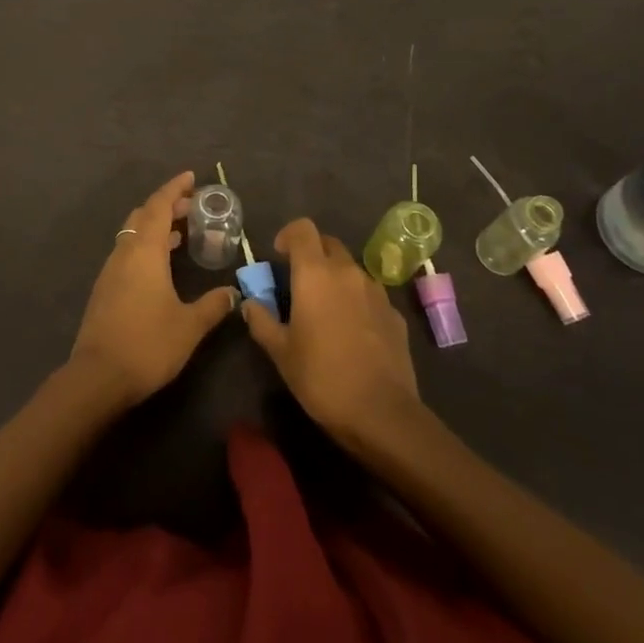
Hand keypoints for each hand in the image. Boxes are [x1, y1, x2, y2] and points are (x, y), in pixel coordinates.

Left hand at [70, 172, 238, 405]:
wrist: (98, 377)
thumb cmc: (148, 344)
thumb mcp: (189, 325)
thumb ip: (213, 305)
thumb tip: (233, 293)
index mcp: (145, 251)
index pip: (159, 206)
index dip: (174, 189)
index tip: (191, 177)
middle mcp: (124, 252)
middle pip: (143, 215)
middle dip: (166, 206)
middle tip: (191, 206)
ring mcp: (111, 271)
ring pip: (133, 234)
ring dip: (155, 227)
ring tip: (180, 233)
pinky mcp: (105, 289)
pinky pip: (127, 253)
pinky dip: (145, 246)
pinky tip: (160, 265)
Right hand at [242, 217, 421, 444]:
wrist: (382, 413)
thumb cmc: (321, 377)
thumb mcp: (281, 353)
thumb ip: (261, 321)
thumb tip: (249, 304)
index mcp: (316, 274)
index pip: (303, 229)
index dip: (288, 235)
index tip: (279, 255)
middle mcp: (348, 272)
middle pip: (328, 244)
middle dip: (312, 254)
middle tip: (298, 282)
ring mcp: (376, 291)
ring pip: (351, 269)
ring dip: (335, 278)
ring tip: (324, 309)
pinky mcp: (394, 314)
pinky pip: (369, 294)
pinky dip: (356, 300)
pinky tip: (351, 332)